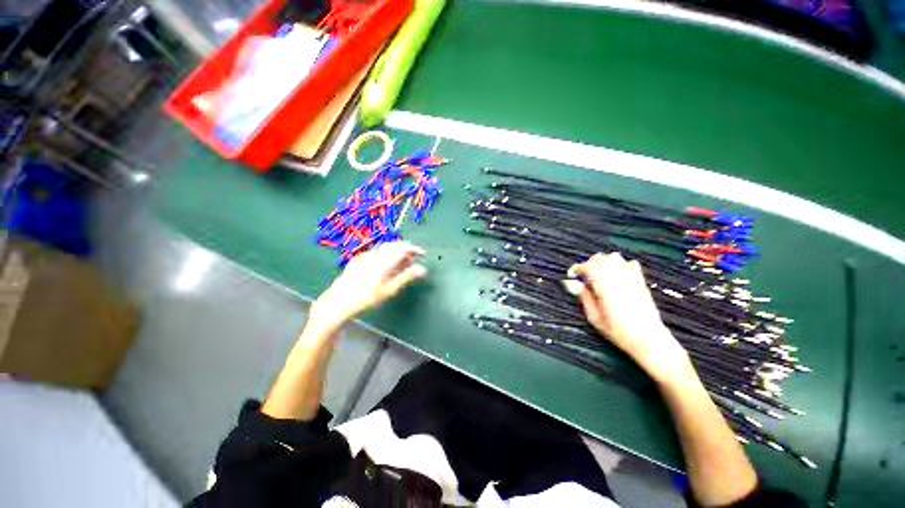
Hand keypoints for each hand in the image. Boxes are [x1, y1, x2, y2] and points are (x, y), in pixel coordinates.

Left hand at [310, 242, 427, 331]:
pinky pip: (377, 252)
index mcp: (385, 260)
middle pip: (394, 245)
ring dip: (396, 252)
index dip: (415, 249)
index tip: (423, 254)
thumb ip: (407, 277)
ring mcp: (365, 255)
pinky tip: (386, 265)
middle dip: (406, 250)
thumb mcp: (390, 289)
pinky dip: (386, 254)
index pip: (404, 248)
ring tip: (401, 264)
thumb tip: (423, 269)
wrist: (338, 302)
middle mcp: (375, 254)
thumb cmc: (367, 298)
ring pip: (385, 248)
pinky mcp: (358, 260)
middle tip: (413, 260)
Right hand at [569, 252, 691, 383]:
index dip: (577, 268)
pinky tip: (617, 275)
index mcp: (603, 286)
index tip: (571, 275)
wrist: (648, 339)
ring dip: (604, 261)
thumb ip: (584, 297)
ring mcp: (631, 277)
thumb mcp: (594, 318)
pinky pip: (630, 263)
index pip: (587, 267)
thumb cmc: (618, 331)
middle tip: (584, 275)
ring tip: (600, 273)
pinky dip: (621, 264)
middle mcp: (617, 277)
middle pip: (600, 258)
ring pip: (615, 257)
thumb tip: (572, 283)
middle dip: (589, 263)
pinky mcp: (641, 281)